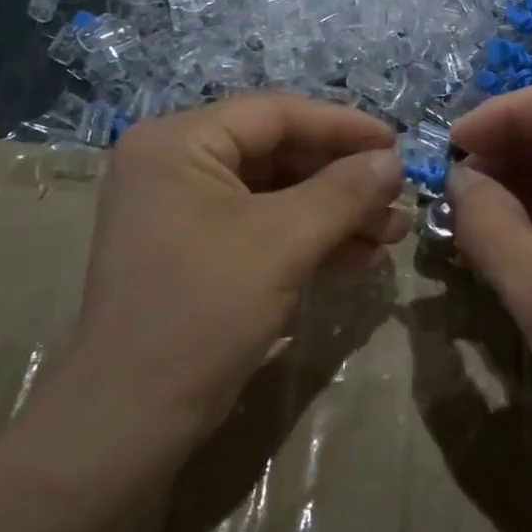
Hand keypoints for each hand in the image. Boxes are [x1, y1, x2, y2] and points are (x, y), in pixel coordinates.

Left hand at [52, 95, 406, 446]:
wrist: (133, 418)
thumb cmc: (204, 310)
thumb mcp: (283, 242)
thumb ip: (344, 191)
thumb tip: (392, 160)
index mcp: (178, 143)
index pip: (274, 113)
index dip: (342, 126)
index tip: (397, 143)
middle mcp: (176, 165)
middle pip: (279, 153)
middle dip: (344, 180)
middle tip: (398, 198)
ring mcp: (185, 211)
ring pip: (278, 194)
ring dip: (337, 212)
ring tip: (392, 233)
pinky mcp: (198, 251)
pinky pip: (264, 227)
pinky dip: (311, 239)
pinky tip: (360, 259)